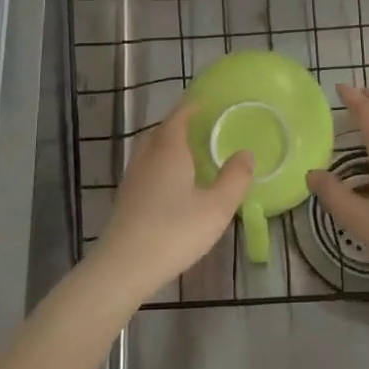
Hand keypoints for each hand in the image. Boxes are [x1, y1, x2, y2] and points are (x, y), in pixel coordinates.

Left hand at [84, 103, 252, 302]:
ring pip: (149, 150)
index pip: (178, 117)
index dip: (191, 107)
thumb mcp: (216, 208)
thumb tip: (246, 153)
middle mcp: (147, 157)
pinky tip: (170, 185)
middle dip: (177, 124)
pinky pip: (144, 169)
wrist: (123, 267)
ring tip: (186, 154)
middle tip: (198, 127)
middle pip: (160, 131)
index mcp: (169, 150)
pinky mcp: (125, 199)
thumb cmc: (174, 232)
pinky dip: (158, 165)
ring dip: (166, 145)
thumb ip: (234, 179)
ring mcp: (132, 179)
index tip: (204, 102)